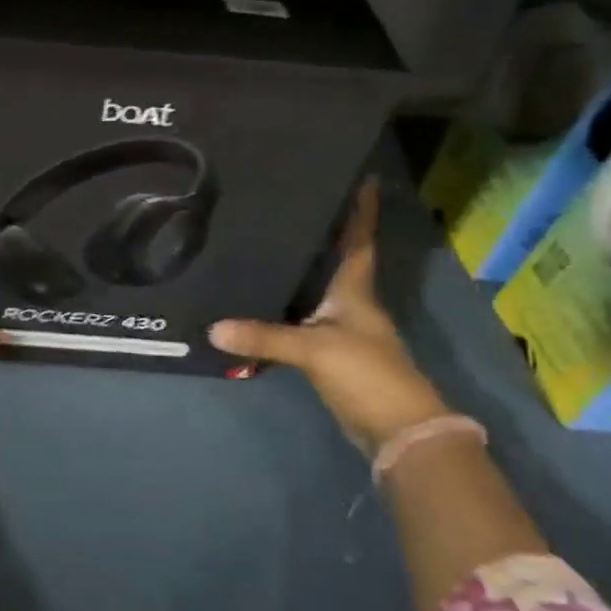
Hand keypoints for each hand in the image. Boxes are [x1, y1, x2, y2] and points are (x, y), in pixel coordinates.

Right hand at [210, 179, 447, 448]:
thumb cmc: (366, 374)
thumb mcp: (313, 350)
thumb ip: (264, 337)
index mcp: (356, 292)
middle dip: (324, 234)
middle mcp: (352, 305)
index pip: (360, 243)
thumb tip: (212, 328)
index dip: (362, 212)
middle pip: (338, 261)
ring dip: (303, 270)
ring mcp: (344, 332)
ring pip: (319, 290)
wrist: (398, 431)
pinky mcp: (332, 356)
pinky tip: (265, 299)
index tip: (365, 179)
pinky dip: (288, 307)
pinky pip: (306, 321)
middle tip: (294, 204)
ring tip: (270, 243)